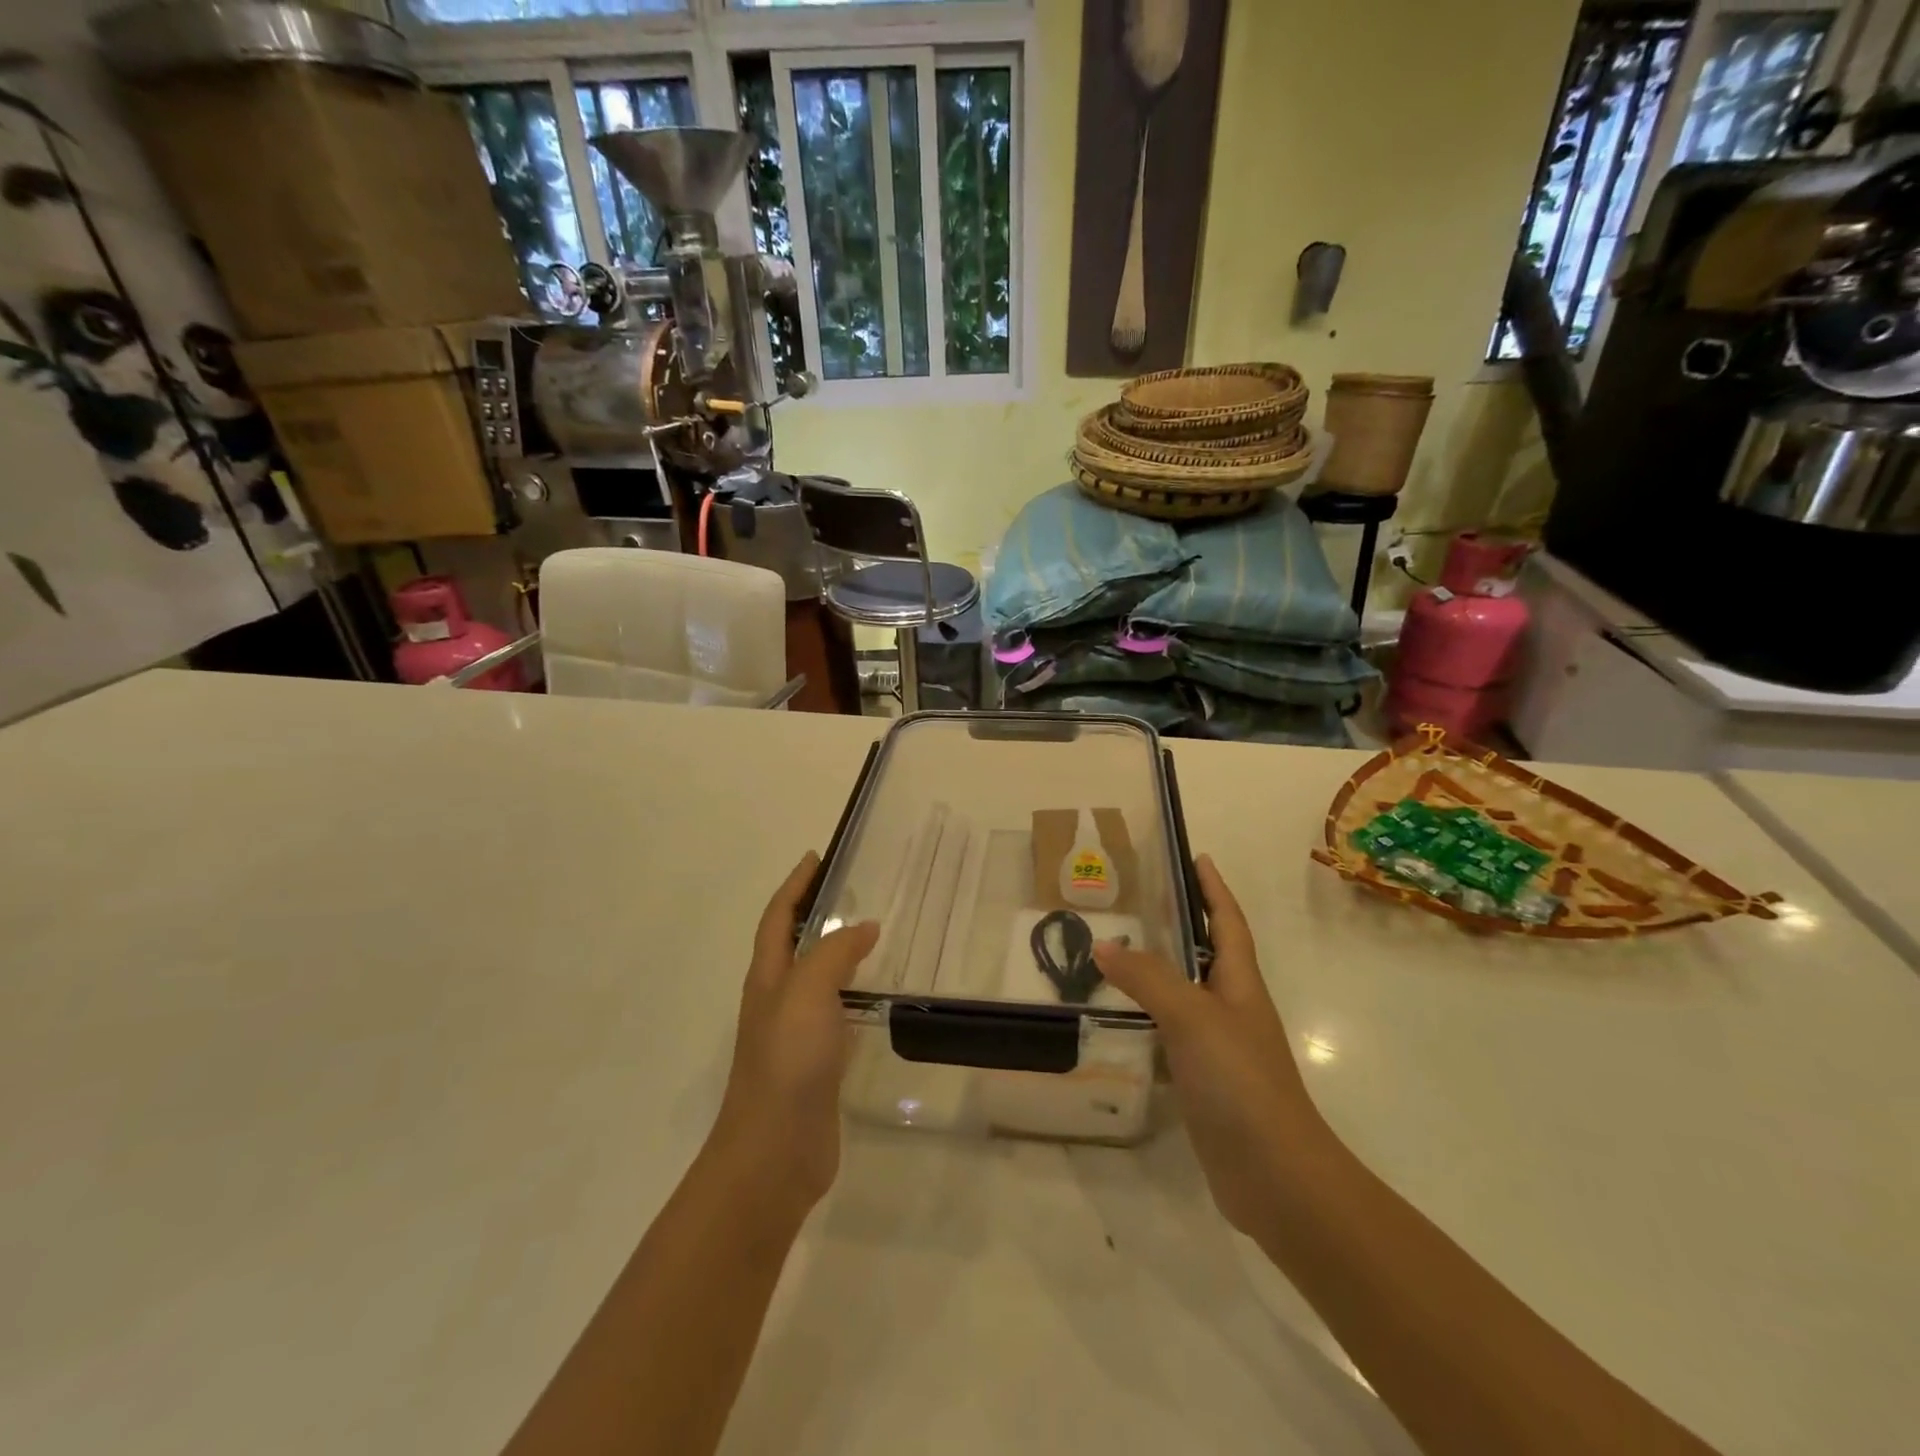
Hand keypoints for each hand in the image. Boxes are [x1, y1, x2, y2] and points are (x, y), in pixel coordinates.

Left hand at [709, 852, 879, 1213]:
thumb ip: (834, 953)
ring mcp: (794, 1033)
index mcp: (768, 977)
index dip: (795, 885)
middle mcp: (777, 999)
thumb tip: (863, 926)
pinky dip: (851, 992)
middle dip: (815, 913)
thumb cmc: (787, 1061)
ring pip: (815, 978)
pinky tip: (875, 995)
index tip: (817, 857)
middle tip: (854, 890)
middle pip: (792, 944)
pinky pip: (834, 1012)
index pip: (778, 917)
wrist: (775, 1152)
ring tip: (871, 934)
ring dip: (835, 951)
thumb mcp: (808, 992)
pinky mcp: (816, 1062)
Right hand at [1093, 855, 1323, 1233]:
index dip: (1214, 889)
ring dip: (1158, 970)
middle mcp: (1233, 1008)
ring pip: (1185, 994)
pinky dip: (1148, 1017)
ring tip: (1116, 951)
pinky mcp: (1204, 1082)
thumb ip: (1148, 977)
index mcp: (1241, 984)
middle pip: (1208, 953)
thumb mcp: (1192, 1017)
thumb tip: (1104, 944)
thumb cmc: (1241, 1081)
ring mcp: (1220, 1048)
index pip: (1228, 922)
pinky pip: (1171, 1034)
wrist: (1276, 1177)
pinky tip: (1119, 1019)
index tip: (1197, 857)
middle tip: (1138, 900)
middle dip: (1181, 923)